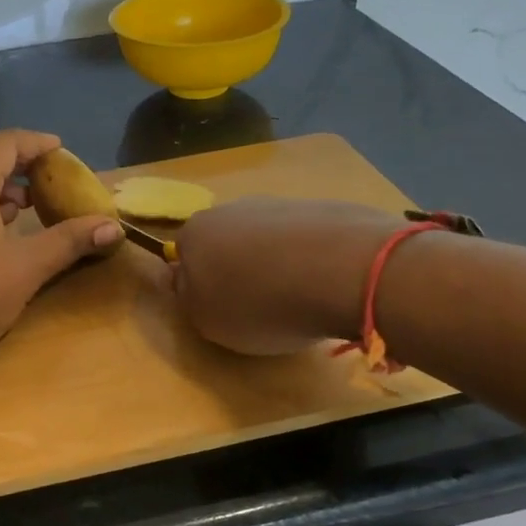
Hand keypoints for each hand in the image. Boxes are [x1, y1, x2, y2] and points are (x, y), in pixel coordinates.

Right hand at [171, 198, 398, 353]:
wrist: (341, 270)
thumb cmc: (260, 303)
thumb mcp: (207, 321)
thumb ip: (189, 299)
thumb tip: (188, 281)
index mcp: (195, 232)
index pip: (184, 257)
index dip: (200, 285)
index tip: (220, 310)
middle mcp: (231, 208)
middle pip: (226, 243)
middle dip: (237, 270)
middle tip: (257, 307)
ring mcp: (279, 204)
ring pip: (265, 240)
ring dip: (274, 265)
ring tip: (297, 299)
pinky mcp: (322, 208)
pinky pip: (303, 240)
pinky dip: (308, 260)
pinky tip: (324, 284)